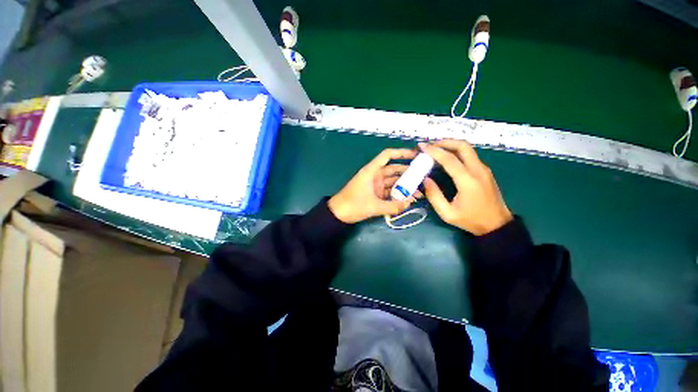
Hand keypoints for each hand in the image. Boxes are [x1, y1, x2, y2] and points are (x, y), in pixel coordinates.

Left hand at [328, 148, 418, 223]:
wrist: (338, 214)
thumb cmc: (353, 205)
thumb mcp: (373, 206)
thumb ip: (392, 207)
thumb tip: (409, 204)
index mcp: (371, 171)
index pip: (387, 156)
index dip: (401, 152)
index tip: (416, 155)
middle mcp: (375, 175)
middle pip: (394, 170)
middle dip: (408, 173)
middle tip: (424, 178)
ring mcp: (375, 185)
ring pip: (393, 182)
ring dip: (405, 187)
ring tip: (419, 193)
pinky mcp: (375, 194)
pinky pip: (389, 191)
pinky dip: (398, 195)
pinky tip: (408, 199)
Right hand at [419, 140, 512, 235]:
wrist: (497, 225)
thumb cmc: (471, 220)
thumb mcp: (447, 213)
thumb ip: (434, 196)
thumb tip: (425, 179)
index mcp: (468, 181)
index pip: (449, 159)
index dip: (434, 151)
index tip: (422, 146)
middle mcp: (478, 170)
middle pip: (463, 146)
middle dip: (445, 142)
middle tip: (430, 145)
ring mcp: (484, 169)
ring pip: (468, 149)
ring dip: (451, 145)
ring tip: (436, 148)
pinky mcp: (485, 171)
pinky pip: (470, 155)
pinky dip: (457, 152)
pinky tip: (447, 157)